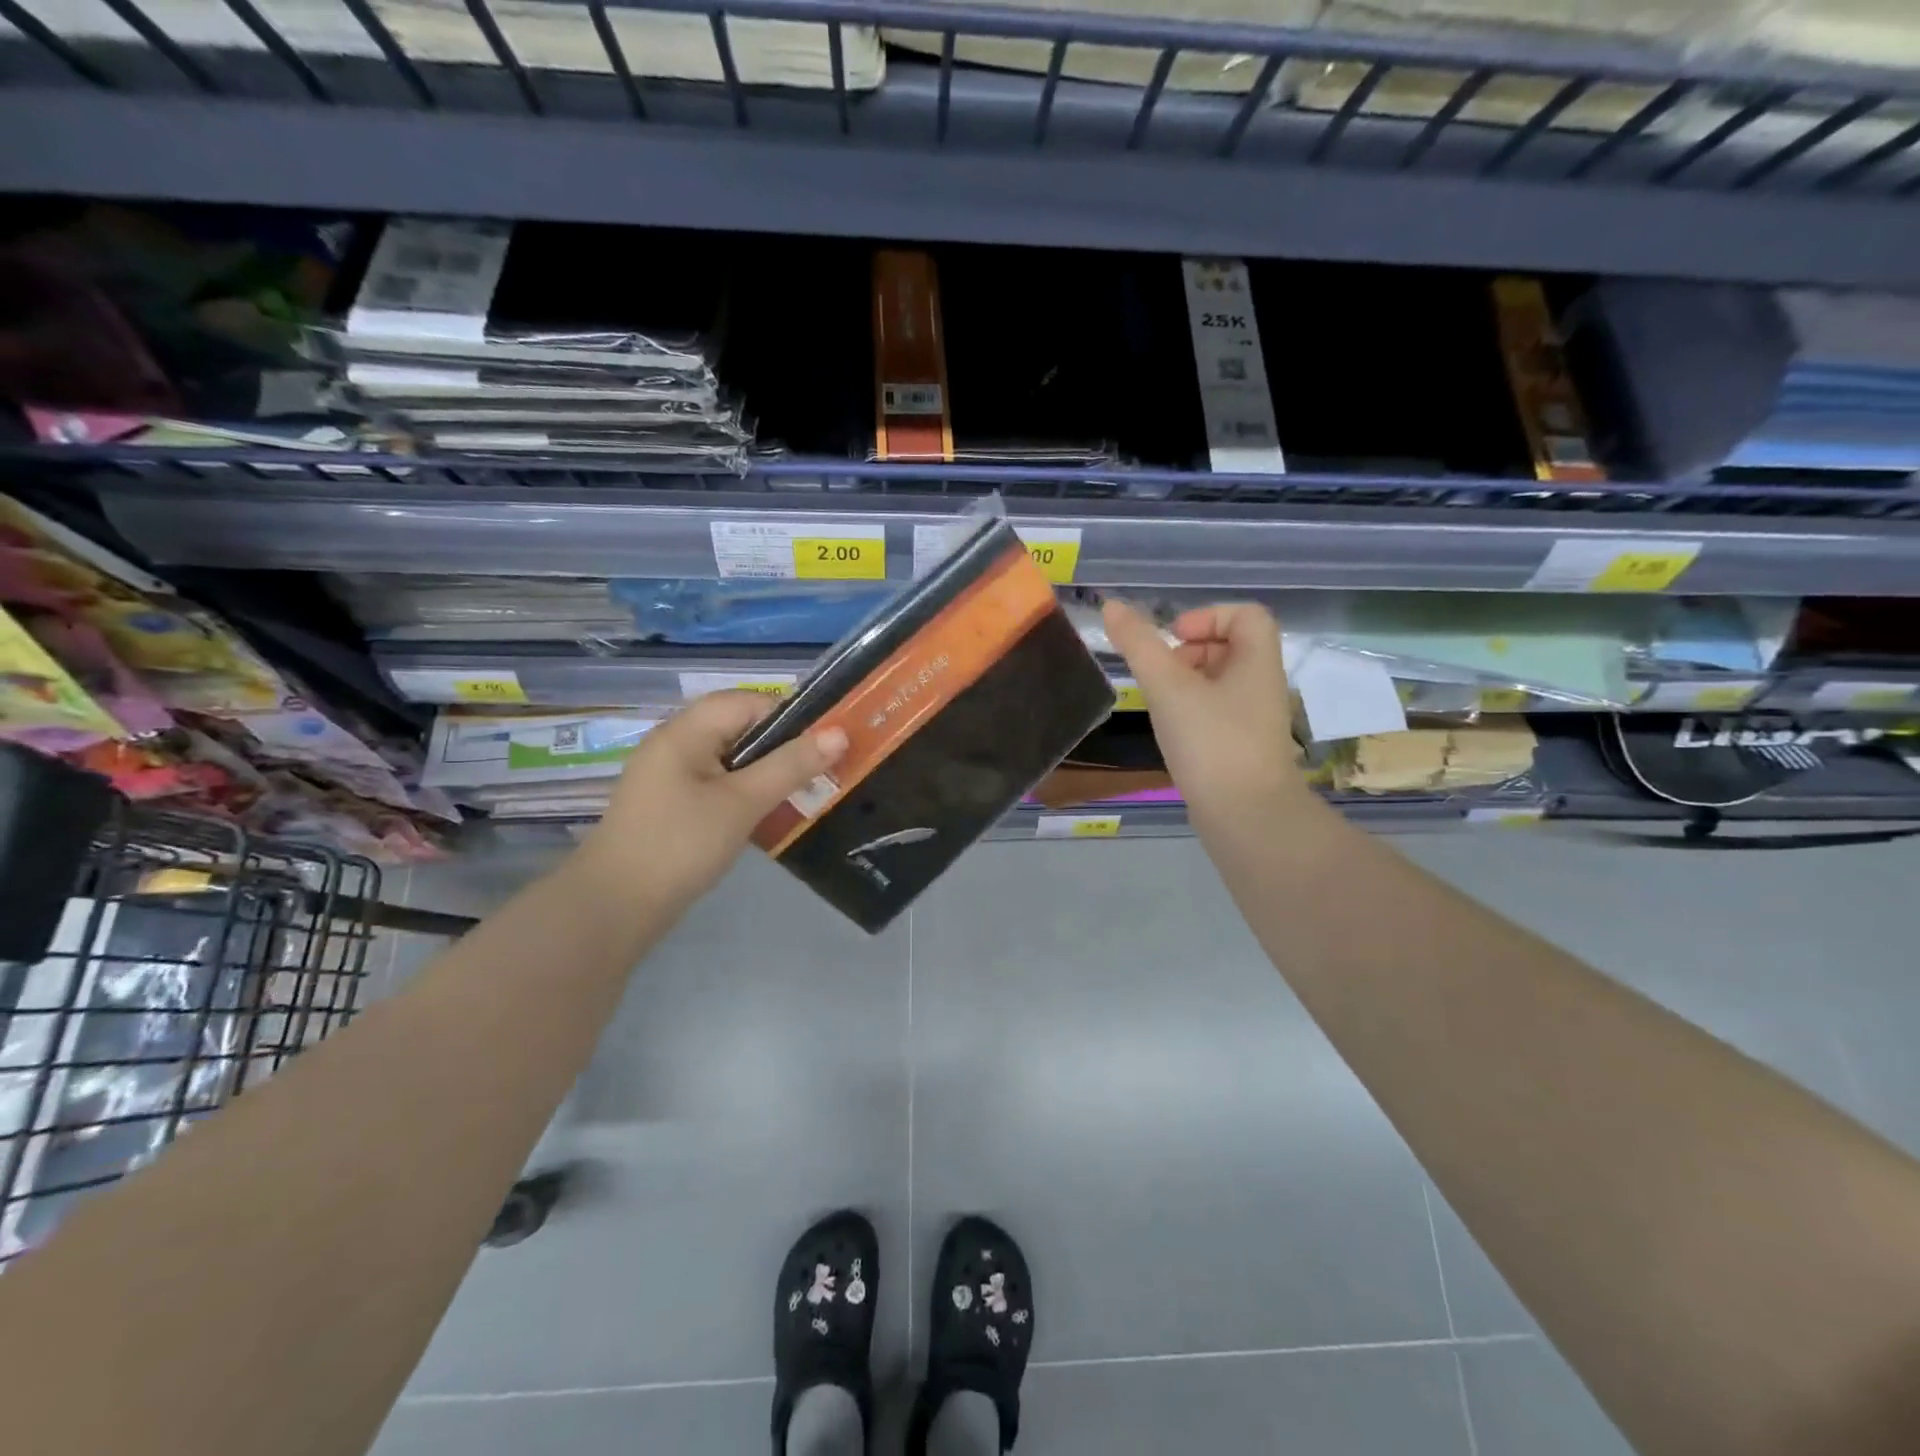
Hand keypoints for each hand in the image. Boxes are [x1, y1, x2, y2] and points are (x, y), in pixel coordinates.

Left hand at [570, 692, 847, 914]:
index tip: (826, 741)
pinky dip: (746, 789)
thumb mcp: (743, 802)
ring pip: (730, 756)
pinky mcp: (670, 804)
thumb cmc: (681, 844)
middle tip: (820, 767)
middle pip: (737, 726)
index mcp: (685, 731)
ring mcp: (669, 775)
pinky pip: (717, 781)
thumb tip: (839, 732)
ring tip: (802, 789)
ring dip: (766, 768)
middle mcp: (674, 744)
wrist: (615, 907)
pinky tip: (767, 811)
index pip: (746, 702)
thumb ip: (790, 765)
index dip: (788, 714)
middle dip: (782, 743)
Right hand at [1101, 600, 1305, 826]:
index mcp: (1257, 662)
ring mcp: (1253, 719)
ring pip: (1220, 681)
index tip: (1174, 639)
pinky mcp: (1241, 747)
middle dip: (1191, 650)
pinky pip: (1217, 712)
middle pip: (1231, 646)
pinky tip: (1171, 732)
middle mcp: (1261, 685)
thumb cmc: (1211, 743)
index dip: (1208, 616)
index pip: (1247, 615)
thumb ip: (1139, 645)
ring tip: (1160, 703)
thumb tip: (1111, 606)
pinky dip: (1192, 711)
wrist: (1245, 817)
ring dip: (1187, 682)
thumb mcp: (1168, 688)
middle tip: (1162, 672)